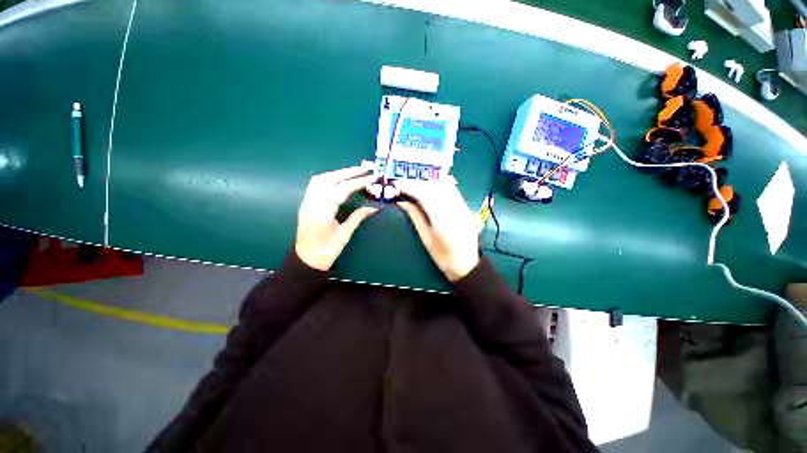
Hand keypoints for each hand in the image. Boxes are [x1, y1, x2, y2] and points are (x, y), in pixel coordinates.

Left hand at [295, 165, 378, 270]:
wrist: (305, 260)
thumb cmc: (326, 251)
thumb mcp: (344, 235)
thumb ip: (358, 218)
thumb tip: (375, 207)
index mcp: (322, 213)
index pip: (342, 190)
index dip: (358, 182)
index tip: (372, 177)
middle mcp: (312, 203)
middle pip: (330, 180)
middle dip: (349, 172)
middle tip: (365, 168)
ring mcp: (306, 202)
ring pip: (321, 179)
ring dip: (338, 172)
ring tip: (354, 171)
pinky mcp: (305, 203)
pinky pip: (316, 184)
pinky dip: (329, 178)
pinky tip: (339, 179)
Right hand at [395, 178, 479, 281]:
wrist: (467, 264)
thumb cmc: (443, 256)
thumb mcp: (426, 238)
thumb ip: (415, 217)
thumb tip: (402, 202)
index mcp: (443, 220)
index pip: (425, 195)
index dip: (411, 187)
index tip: (398, 184)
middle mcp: (455, 209)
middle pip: (435, 187)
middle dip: (418, 182)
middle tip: (404, 184)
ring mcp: (463, 207)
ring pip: (445, 185)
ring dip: (428, 182)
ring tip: (415, 184)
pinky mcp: (466, 207)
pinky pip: (452, 190)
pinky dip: (439, 185)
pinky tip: (430, 187)